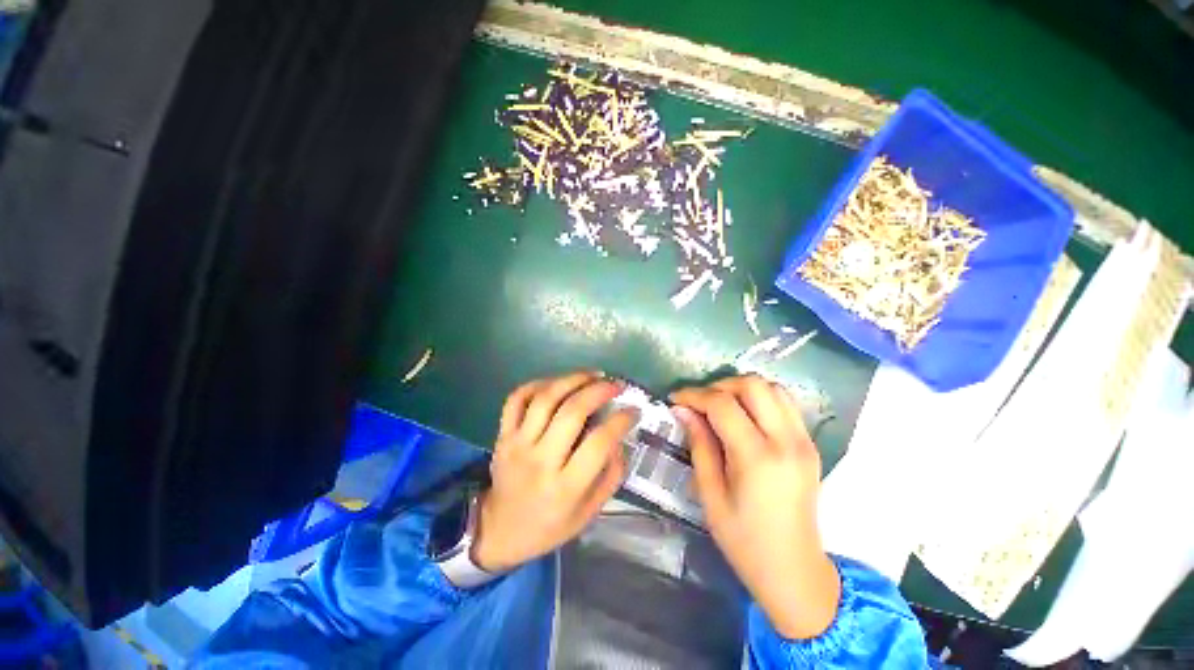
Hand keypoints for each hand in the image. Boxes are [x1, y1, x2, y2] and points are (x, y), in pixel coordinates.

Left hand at [471, 371, 635, 573]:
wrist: (499, 531)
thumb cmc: (550, 525)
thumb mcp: (589, 513)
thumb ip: (610, 476)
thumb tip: (620, 439)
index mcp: (565, 487)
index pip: (598, 443)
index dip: (621, 420)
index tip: (633, 410)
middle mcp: (541, 461)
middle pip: (571, 412)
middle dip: (599, 390)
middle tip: (616, 384)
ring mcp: (517, 444)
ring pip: (545, 399)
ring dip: (572, 379)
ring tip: (593, 374)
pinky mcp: (503, 435)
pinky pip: (517, 399)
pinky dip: (538, 383)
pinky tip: (557, 383)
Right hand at [671, 375, 839, 639]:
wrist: (794, 570)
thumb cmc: (744, 540)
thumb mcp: (710, 495)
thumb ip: (699, 445)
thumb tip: (682, 410)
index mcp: (757, 458)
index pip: (722, 404)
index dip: (693, 395)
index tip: (675, 399)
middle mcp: (786, 442)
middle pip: (753, 384)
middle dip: (720, 385)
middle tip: (699, 402)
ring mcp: (804, 441)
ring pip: (773, 388)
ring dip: (742, 389)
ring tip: (720, 406)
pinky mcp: (810, 445)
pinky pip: (785, 404)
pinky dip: (761, 399)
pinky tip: (744, 417)